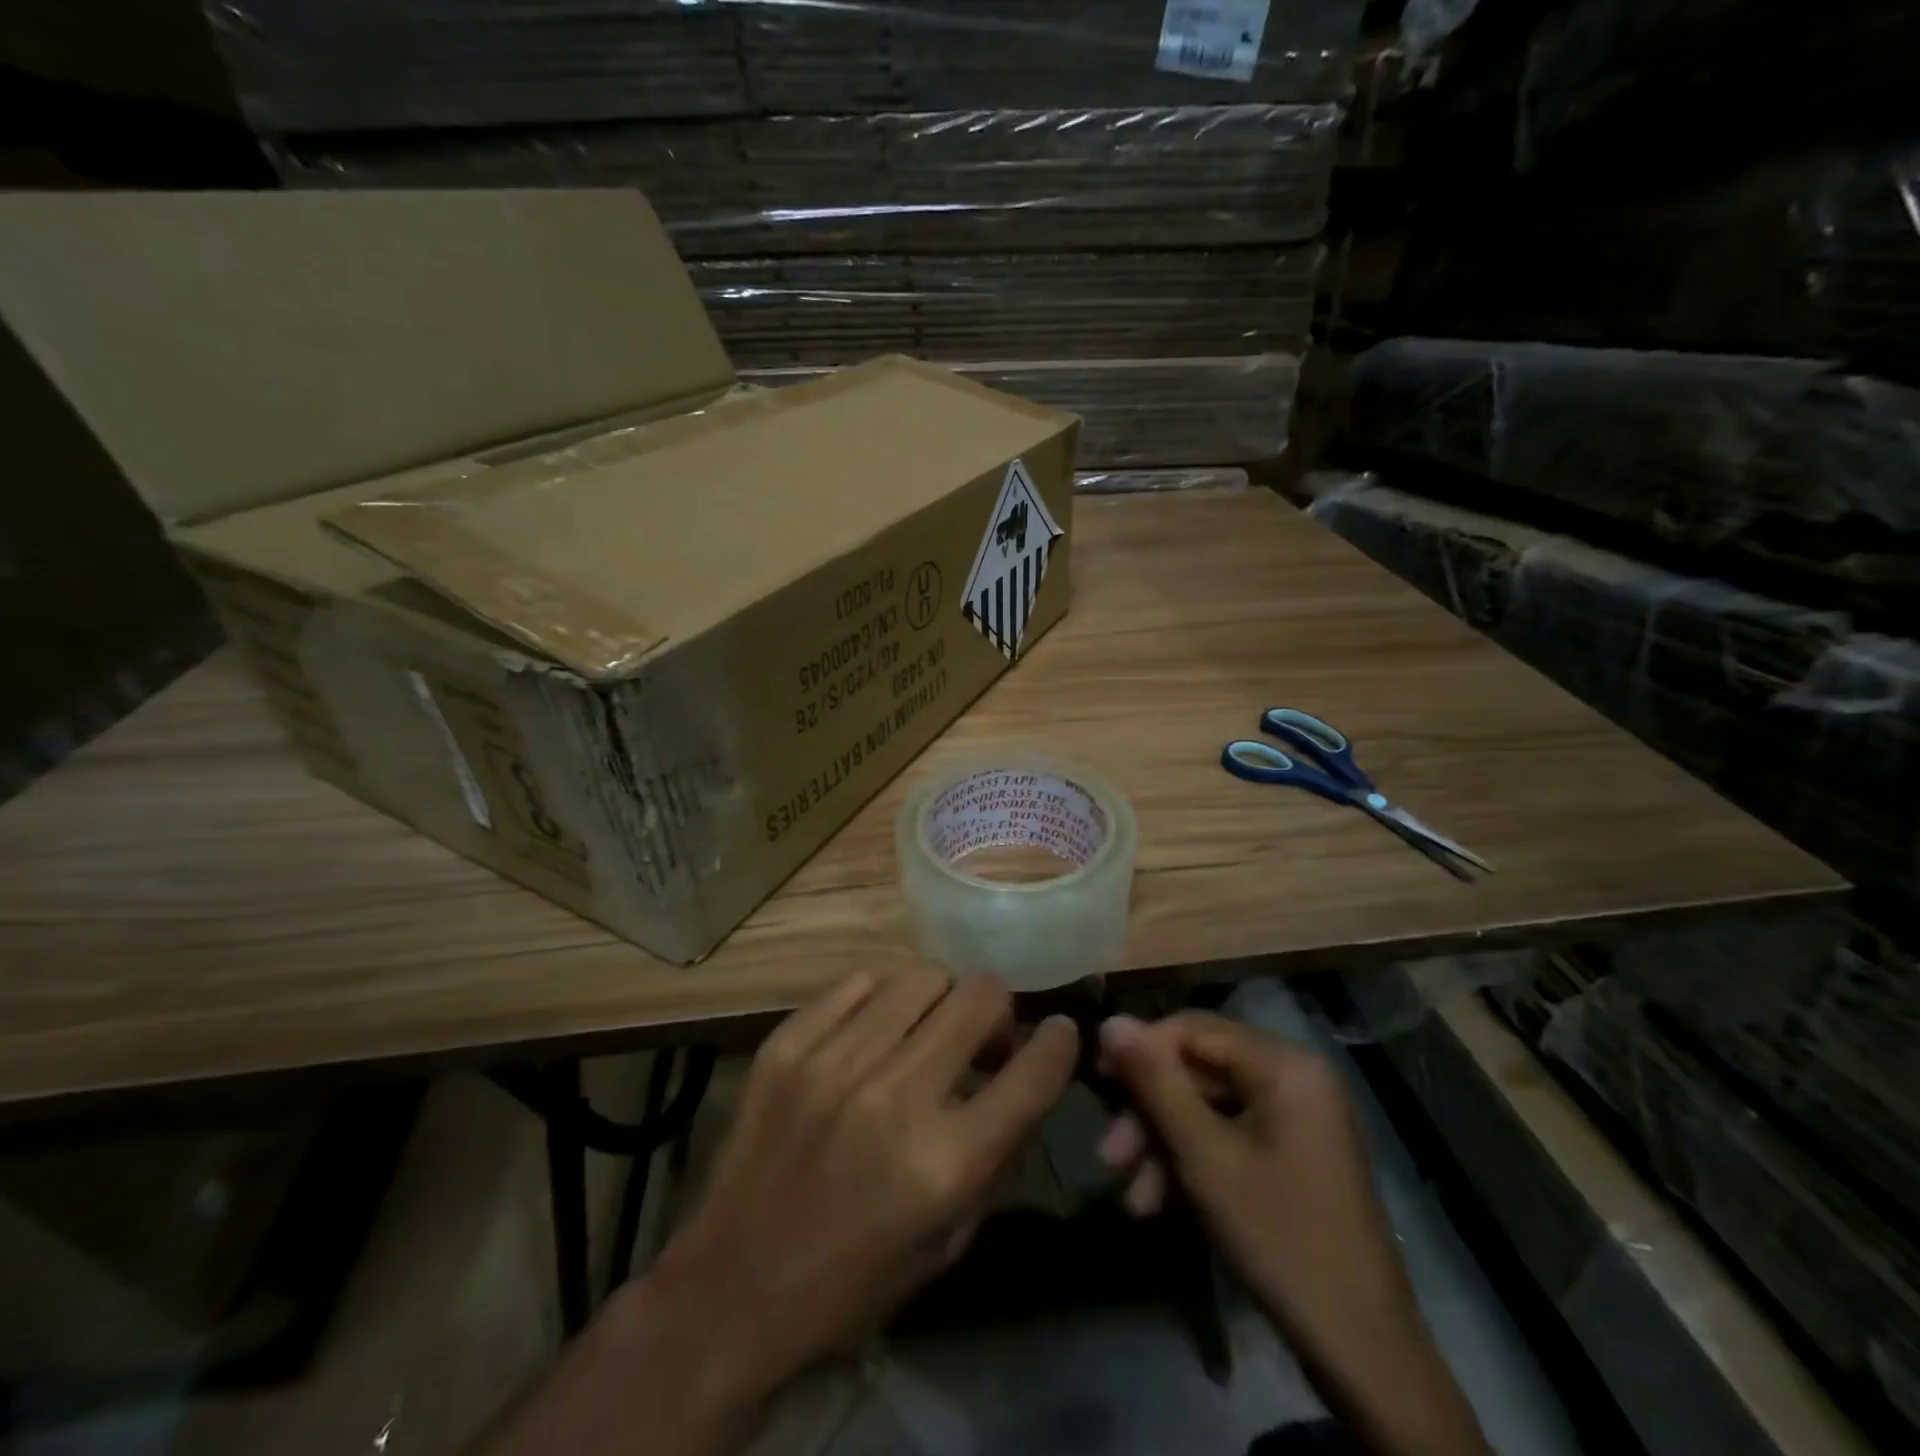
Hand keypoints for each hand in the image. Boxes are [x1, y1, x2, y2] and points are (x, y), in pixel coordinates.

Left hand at [651, 969, 1077, 1413]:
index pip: (1031, 1071)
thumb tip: (1021, 1077)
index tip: (1059, 1030)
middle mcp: (895, 1097)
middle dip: (997, 1009)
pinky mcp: (786, 1046)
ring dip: (939, 1000)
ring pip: (920, 977)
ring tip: (926, 1029)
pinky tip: (872, 1031)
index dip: (1058, 1041)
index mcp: (945, 1162)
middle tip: (982, 1036)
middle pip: (978, 997)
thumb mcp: (949, 1240)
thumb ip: (995, 1153)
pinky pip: (856, 984)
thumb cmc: (854, 1281)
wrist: (733, 1290)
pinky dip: (879, 1001)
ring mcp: (834, 1062)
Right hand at [1096, 1012, 1489, 1455]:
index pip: (1193, 1030)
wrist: (1361, 1350)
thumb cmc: (1280, 1238)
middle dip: (1150, 1113)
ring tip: (1130, 1194)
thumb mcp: (1204, 1156)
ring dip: (1164, 1145)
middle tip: (1108, 1153)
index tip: (1096, 1079)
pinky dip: (1192, 1162)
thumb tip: (1110, 1021)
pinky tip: (1158, 1203)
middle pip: (1198, 1071)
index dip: (1141, 1050)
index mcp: (1285, 1065)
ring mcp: (1296, 1116)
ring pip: (1208, 1108)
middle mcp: (1294, 1077)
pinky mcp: (1291, 1151)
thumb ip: (1155, 1083)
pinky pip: (1228, 1135)